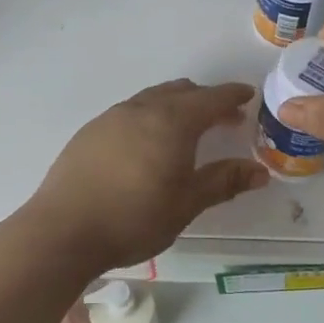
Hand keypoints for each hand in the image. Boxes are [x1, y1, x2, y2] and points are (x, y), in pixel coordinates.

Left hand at [25, 79, 268, 275]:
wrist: (63, 230)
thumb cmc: (134, 218)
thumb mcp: (186, 204)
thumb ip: (223, 182)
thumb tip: (260, 171)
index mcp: (172, 121)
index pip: (210, 98)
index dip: (232, 96)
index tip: (248, 95)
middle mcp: (142, 109)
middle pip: (181, 92)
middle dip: (206, 100)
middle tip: (224, 118)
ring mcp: (112, 117)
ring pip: (153, 99)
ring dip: (176, 106)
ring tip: (187, 128)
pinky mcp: (90, 131)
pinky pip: (130, 112)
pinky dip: (150, 116)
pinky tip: (147, 142)